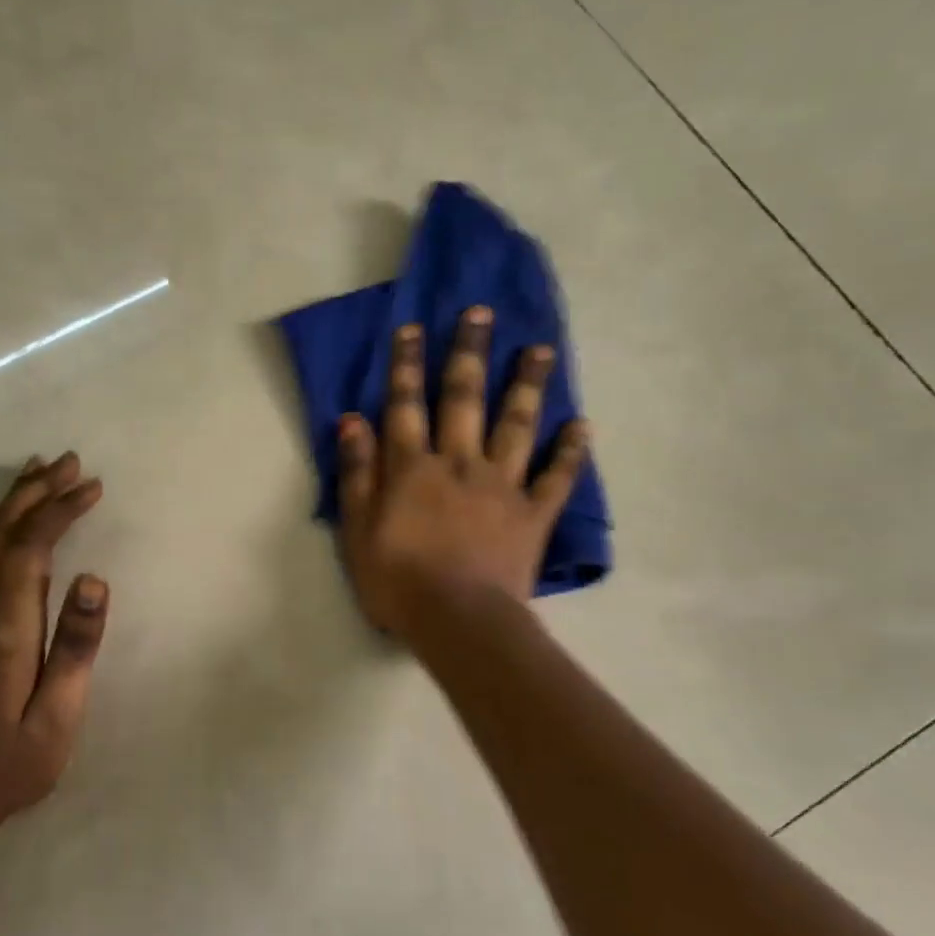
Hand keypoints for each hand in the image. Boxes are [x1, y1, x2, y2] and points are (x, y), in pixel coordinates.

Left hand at [0, 452, 108, 834]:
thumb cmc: (9, 764)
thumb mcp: (57, 718)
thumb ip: (76, 648)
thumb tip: (95, 582)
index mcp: (6, 631)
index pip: (30, 550)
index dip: (59, 512)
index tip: (91, 486)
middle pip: (2, 536)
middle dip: (35, 493)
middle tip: (67, 461)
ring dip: (10, 504)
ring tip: (35, 472)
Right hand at [338, 307, 588, 639]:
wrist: (459, 621)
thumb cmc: (398, 581)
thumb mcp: (357, 530)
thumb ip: (356, 474)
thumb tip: (352, 421)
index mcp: (413, 468)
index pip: (406, 405)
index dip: (407, 365)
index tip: (413, 327)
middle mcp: (459, 463)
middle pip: (464, 399)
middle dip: (469, 353)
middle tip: (481, 313)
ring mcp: (502, 485)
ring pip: (517, 424)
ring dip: (527, 384)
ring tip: (541, 349)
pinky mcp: (533, 514)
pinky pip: (556, 477)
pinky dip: (570, 451)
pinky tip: (582, 425)